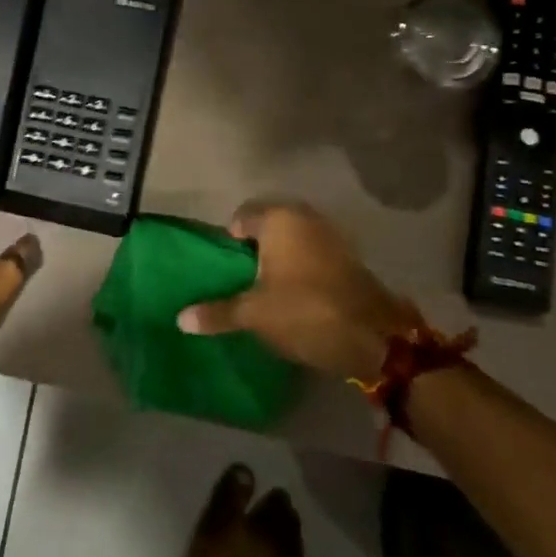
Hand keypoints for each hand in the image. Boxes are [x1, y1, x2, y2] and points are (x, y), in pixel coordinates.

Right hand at [176, 200, 409, 381]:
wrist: (376, 339)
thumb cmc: (305, 312)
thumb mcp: (253, 315)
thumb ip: (216, 312)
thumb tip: (180, 318)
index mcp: (279, 219)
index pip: (241, 217)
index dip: (229, 241)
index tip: (225, 270)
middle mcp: (306, 218)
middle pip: (270, 227)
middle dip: (256, 249)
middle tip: (242, 280)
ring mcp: (333, 236)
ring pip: (294, 241)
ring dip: (282, 259)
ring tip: (267, 290)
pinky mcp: (351, 259)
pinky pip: (315, 255)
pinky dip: (303, 269)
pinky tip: (296, 295)